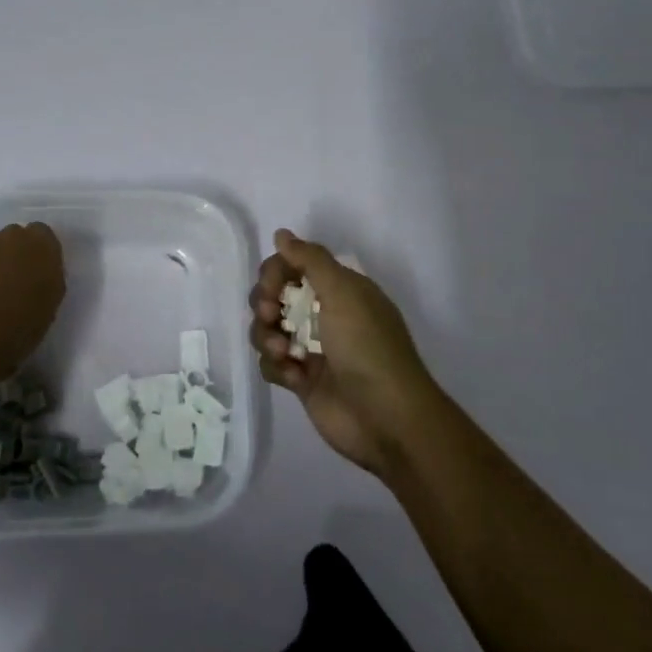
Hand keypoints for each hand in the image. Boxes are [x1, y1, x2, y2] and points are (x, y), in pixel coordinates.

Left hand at [0, 223, 65, 384]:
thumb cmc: (21, 325)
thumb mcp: (50, 304)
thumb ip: (46, 279)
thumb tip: (36, 275)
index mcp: (42, 246)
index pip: (42, 235)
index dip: (37, 253)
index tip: (34, 272)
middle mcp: (13, 236)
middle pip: (14, 237)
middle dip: (12, 254)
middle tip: (10, 283)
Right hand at [249, 229, 441, 477]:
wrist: (387, 418)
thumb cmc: (367, 347)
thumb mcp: (344, 292)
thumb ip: (310, 259)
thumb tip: (281, 233)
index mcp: (340, 290)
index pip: (294, 266)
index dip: (275, 272)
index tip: (271, 287)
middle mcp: (324, 314)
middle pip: (276, 296)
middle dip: (265, 303)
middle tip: (272, 316)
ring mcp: (312, 348)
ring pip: (268, 329)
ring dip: (267, 336)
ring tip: (282, 352)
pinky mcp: (302, 380)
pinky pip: (272, 363)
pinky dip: (276, 366)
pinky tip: (292, 376)